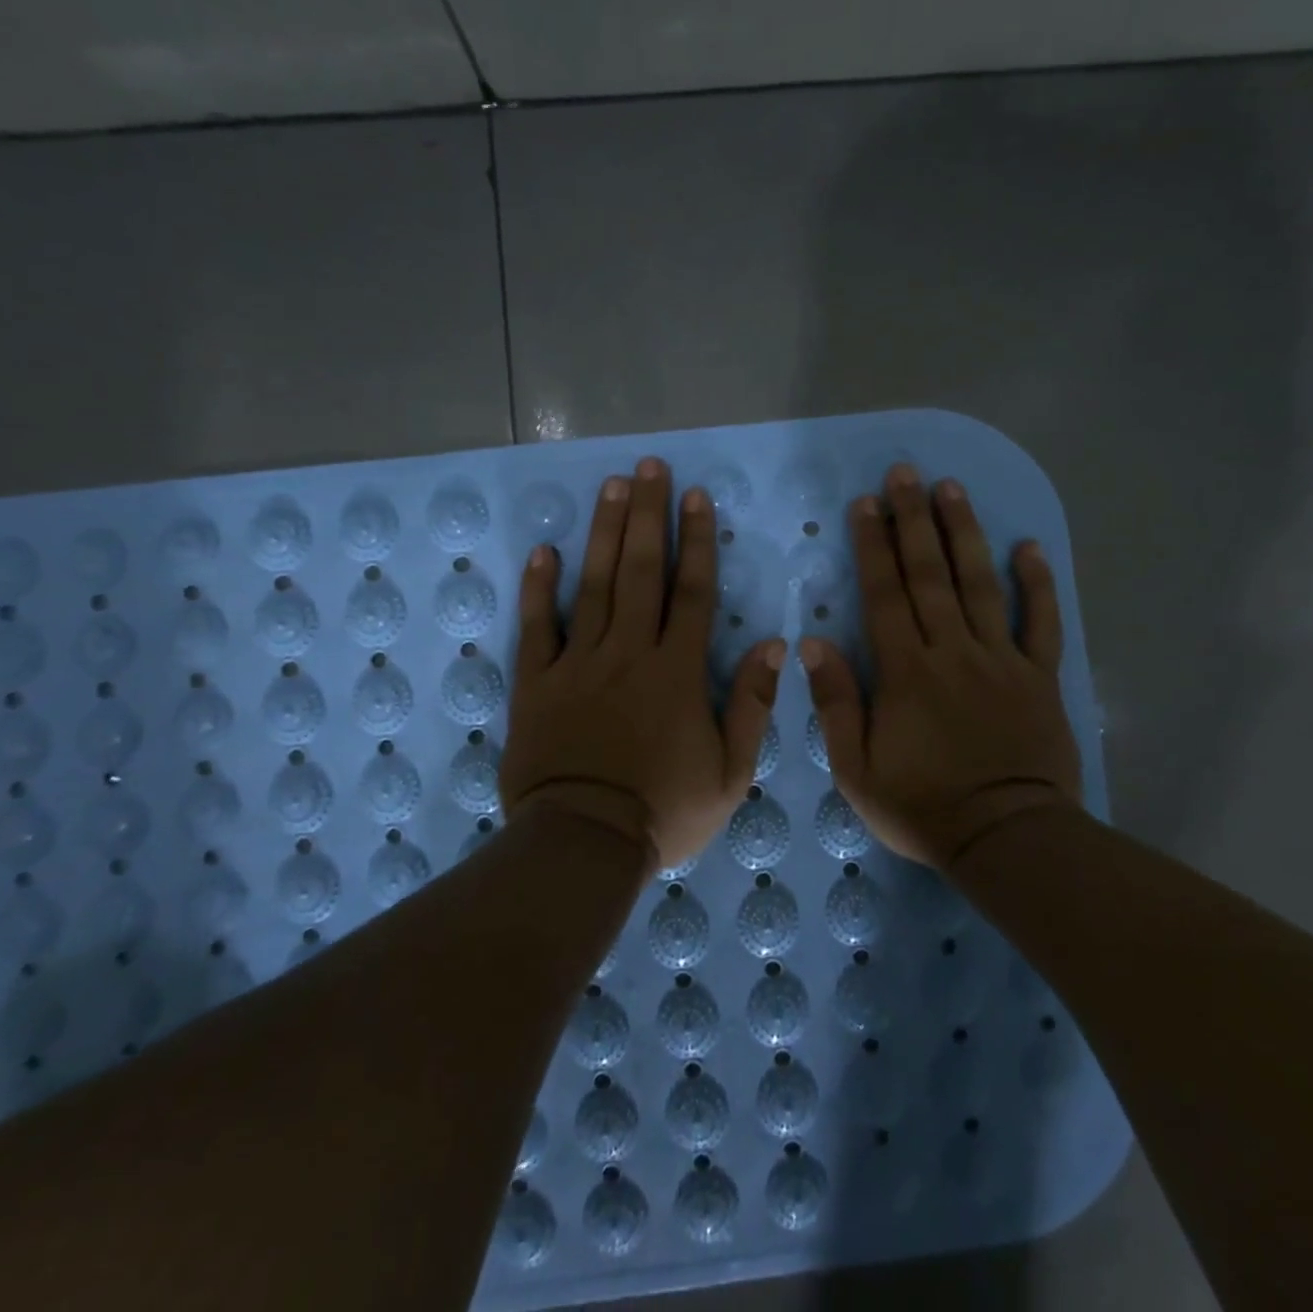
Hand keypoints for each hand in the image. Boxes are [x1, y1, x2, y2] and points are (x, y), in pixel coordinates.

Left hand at [501, 458, 785, 870]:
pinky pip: (536, 627)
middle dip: (649, 515)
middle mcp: (629, 653)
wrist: (583, 845)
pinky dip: (538, 588)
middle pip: (642, 572)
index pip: (693, 593)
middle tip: (650, 467)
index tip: (697, 497)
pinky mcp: (536, 682)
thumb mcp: (731, 773)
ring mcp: (578, 664)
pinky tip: (544, 550)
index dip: (697, 541)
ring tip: (611, 487)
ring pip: (593, 585)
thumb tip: (776, 646)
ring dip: (604, 533)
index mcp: (677, 672)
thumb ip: (753, 706)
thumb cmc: (664, 812)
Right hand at [800, 465, 1079, 868]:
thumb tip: (812, 643)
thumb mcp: (856, 769)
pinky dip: (1037, 584)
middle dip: (914, 520)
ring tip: (952, 489)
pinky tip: (1029, 547)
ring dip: (964, 533)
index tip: (865, 503)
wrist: (1007, 839)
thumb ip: (836, 703)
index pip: (885, 595)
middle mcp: (952, 651)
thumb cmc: (923, 808)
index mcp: (906, 672)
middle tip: (906, 473)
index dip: (873, 546)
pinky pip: (1040, 622)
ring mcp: (1001, 660)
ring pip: (980, 584)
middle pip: (930, 575)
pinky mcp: (1039, 677)